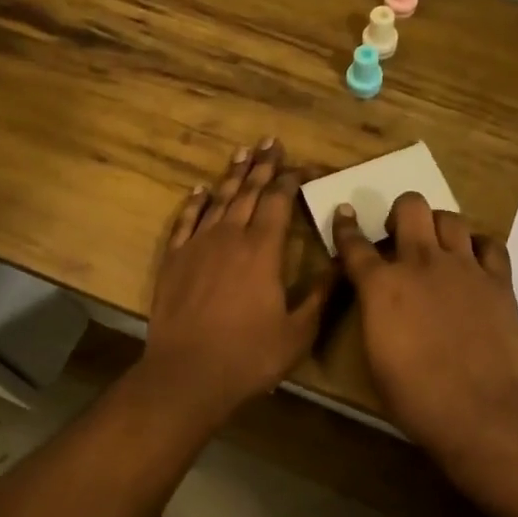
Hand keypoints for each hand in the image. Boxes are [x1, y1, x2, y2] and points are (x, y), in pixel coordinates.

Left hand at [144, 141, 335, 414]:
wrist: (187, 374)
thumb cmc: (249, 356)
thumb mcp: (298, 332)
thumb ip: (322, 295)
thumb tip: (343, 263)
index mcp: (262, 250)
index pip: (277, 202)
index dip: (290, 180)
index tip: (301, 166)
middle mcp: (230, 237)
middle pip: (247, 192)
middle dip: (262, 166)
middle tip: (270, 142)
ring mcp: (198, 246)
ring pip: (218, 200)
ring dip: (232, 175)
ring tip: (242, 153)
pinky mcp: (174, 260)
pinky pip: (186, 222)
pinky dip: (195, 203)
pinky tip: (201, 190)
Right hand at [332, 193, 517, 470]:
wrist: (482, 410)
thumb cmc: (415, 397)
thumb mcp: (375, 357)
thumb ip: (374, 316)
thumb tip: (378, 302)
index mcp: (381, 285)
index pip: (355, 243)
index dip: (346, 227)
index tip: (345, 214)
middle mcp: (421, 263)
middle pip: (410, 207)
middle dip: (400, 213)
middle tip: (399, 235)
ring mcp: (464, 267)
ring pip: (450, 218)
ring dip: (438, 226)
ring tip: (437, 246)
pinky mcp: (498, 280)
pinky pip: (490, 244)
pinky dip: (479, 246)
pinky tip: (474, 262)